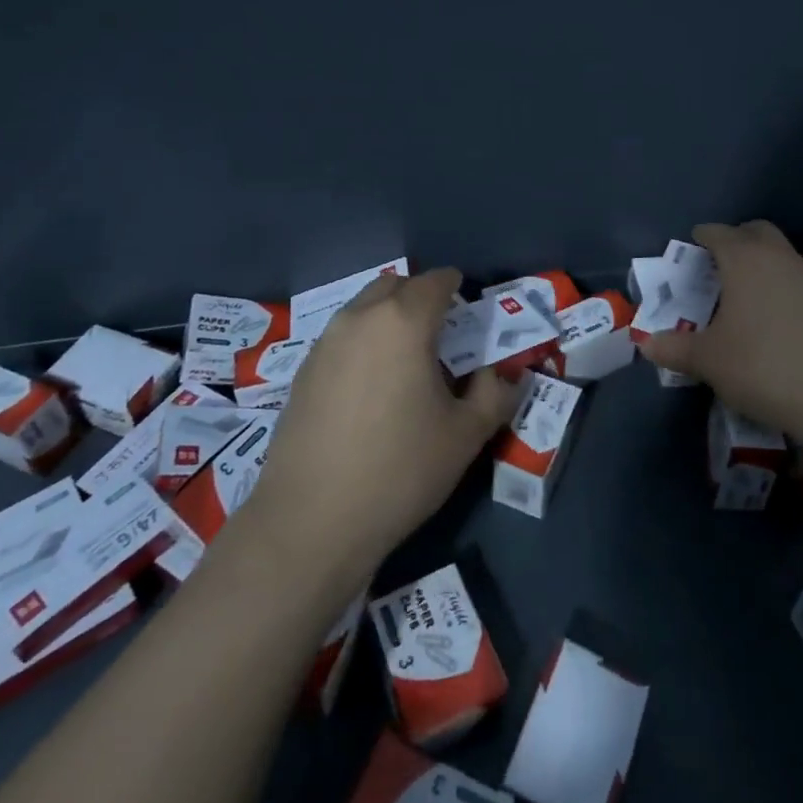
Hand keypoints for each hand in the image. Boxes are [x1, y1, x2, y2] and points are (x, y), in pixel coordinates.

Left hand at [240, 269, 521, 590]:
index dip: (457, 288)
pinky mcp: (302, 371)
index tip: (469, 311)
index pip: (436, 281)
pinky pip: (342, 338)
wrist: (311, 521)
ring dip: (388, 319)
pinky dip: (363, 343)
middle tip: (440, 334)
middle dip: (420, 297)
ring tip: (405, 362)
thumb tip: (499, 374)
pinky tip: (370, 389)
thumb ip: (493, 394)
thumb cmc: (401, 470)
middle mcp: (360, 318)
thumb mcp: (466, 435)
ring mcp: (325, 343)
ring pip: (364, 309)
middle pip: (395, 285)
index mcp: (404, 322)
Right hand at [636, 221, 802, 454]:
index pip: (718, 233)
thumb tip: (645, 344)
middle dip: (734, 240)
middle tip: (715, 264)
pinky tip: (770, 316)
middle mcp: (778, 258)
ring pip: (779, 253)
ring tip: (740, 292)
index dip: (701, 238)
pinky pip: (795, 278)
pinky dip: (778, 284)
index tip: (690, 249)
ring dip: (759, 261)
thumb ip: (673, 348)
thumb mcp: (707, 360)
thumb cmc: (761, 366)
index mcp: (744, 260)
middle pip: (755, 232)